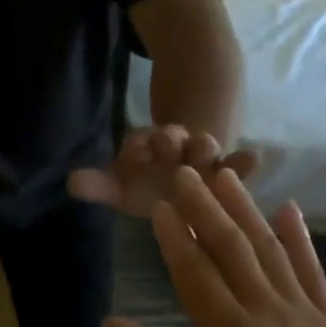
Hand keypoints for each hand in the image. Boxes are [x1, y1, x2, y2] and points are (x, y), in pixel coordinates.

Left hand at [68, 125, 261, 216]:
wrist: (182, 190)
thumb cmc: (146, 188)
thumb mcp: (121, 187)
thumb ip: (99, 185)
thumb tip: (70, 183)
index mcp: (145, 148)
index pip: (138, 140)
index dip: (137, 144)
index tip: (136, 151)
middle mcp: (174, 147)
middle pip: (171, 136)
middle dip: (169, 138)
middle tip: (168, 141)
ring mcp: (203, 157)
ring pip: (204, 144)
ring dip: (202, 146)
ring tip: (203, 151)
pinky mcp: (228, 171)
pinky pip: (238, 162)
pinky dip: (245, 160)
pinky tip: (255, 157)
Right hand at [104, 167, 325, 326]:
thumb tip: (110, 323)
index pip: (194, 270)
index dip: (174, 235)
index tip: (158, 205)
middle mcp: (263, 310)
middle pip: (231, 247)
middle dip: (206, 207)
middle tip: (186, 173)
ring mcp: (300, 312)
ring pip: (270, 249)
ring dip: (246, 210)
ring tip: (226, 177)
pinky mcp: (325, 321)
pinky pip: (313, 271)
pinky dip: (301, 238)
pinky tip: (289, 209)